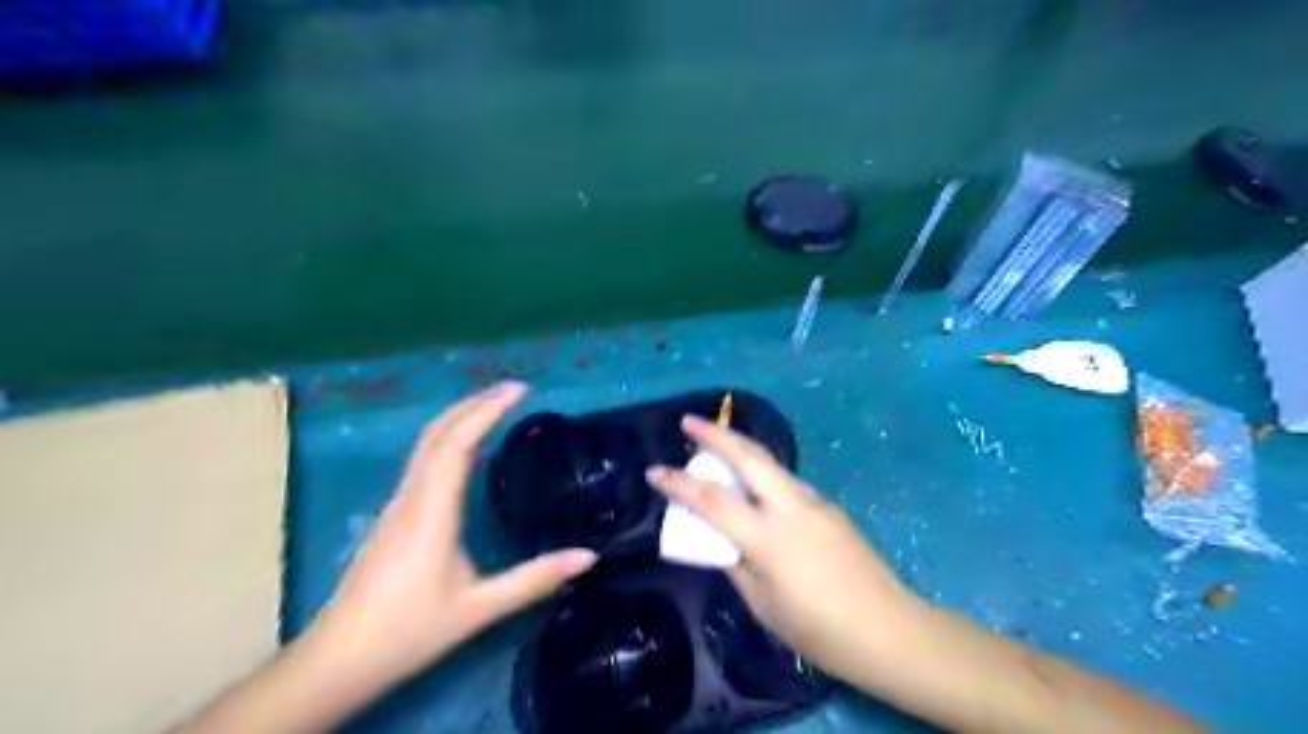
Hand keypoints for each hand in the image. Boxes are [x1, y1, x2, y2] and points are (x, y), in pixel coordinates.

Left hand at [303, 384, 594, 700]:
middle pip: (437, 433)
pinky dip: (448, 440)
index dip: (487, 411)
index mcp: (432, 511)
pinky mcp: (393, 517)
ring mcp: (397, 505)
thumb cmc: (409, 630)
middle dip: (473, 403)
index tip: (518, 390)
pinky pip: (422, 462)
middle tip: (512, 389)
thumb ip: (534, 580)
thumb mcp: (479, 608)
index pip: (458, 444)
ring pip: (425, 445)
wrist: (339, 659)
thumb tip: (588, 556)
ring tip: (493, 407)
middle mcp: (411, 497)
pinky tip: (466, 452)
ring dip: (459, 418)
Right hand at [650, 416, 923, 685]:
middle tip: (689, 420)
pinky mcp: (830, 507)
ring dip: (740, 449)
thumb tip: (722, 543)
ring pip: (771, 463)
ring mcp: (815, 502)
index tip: (654, 471)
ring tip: (716, 446)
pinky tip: (755, 487)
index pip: (712, 501)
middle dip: (716, 433)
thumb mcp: (764, 606)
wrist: (890, 630)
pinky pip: (787, 483)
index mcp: (768, 538)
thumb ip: (737, 567)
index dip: (679, 483)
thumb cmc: (820, 630)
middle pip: (748, 456)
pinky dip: (763, 474)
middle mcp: (791, 507)